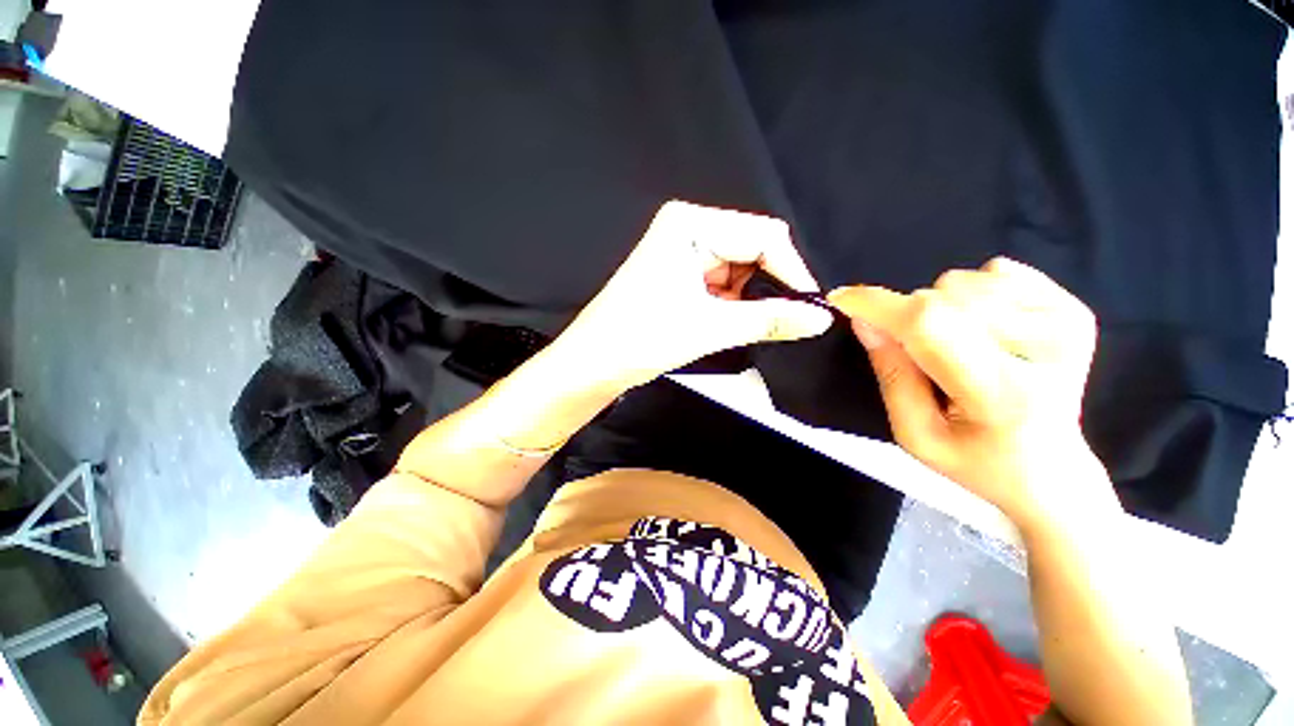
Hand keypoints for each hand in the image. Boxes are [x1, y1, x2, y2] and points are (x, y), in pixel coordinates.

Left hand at [554, 200, 833, 389]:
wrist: (593, 362)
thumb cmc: (642, 338)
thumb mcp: (711, 327)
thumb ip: (770, 320)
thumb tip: (822, 318)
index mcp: (691, 223)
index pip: (763, 235)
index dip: (791, 271)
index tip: (811, 308)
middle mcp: (687, 227)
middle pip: (751, 250)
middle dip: (766, 287)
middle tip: (778, 323)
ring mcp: (680, 249)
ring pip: (737, 270)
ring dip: (745, 300)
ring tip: (735, 327)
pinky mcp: (677, 272)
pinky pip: (719, 282)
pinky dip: (729, 304)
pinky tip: (720, 323)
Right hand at [828, 258, 1111, 525]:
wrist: (1053, 471)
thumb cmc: (976, 461)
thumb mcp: (915, 434)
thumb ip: (890, 374)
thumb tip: (865, 320)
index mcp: (1001, 393)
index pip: (929, 326)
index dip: (878, 305)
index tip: (840, 298)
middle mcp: (1045, 348)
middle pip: (940, 298)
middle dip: (908, 319)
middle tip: (922, 357)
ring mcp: (1065, 321)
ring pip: (961, 281)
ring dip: (940, 309)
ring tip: (957, 348)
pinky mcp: (1073, 306)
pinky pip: (994, 273)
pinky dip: (973, 296)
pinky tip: (987, 331)